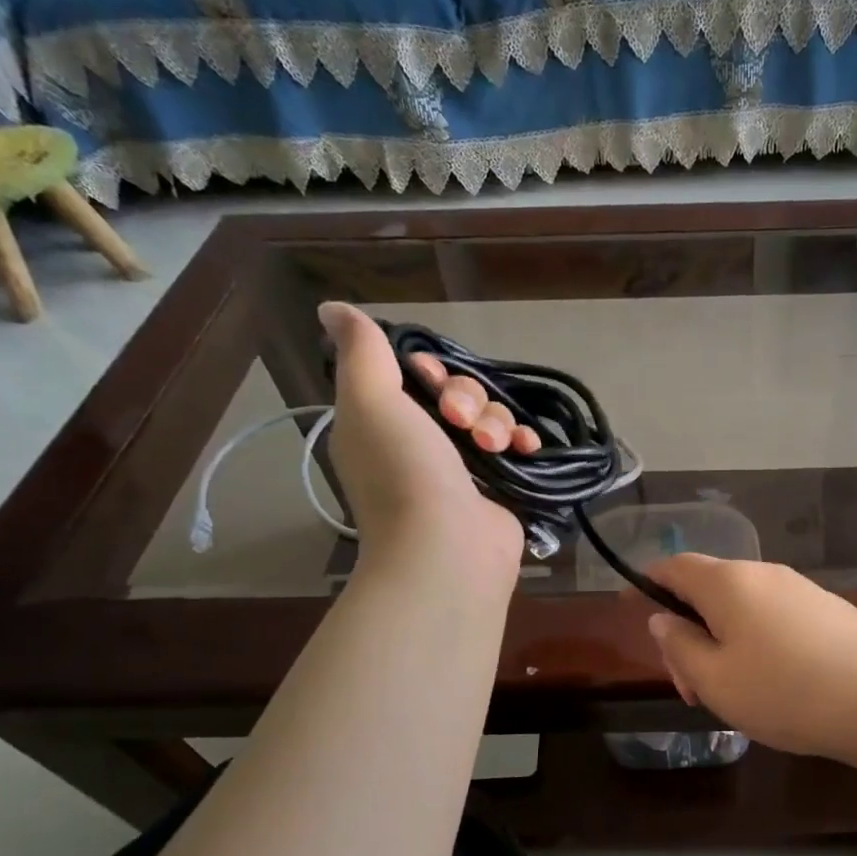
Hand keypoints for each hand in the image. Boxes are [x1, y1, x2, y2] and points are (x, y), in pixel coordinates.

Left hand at [319, 303, 538, 584]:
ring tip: (493, 446)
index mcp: (382, 423)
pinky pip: (515, 447)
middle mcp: (420, 444)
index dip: (428, 368)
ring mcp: (461, 469)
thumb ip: (360, 351)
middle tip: (460, 420)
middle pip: (456, 393)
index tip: (430, 377)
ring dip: (496, 420)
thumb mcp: (370, 400)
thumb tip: (331, 307)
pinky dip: (521, 441)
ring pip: (489, 417)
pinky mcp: (497, 487)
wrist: (447, 548)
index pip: (412, 376)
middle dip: (467, 396)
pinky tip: (525, 447)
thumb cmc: (404, 472)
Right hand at [642, 554, 856, 767]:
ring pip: (742, 608)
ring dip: (721, 643)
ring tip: (729, 693)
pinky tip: (770, 683)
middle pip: (708, 591)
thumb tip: (661, 618)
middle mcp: (764, 574)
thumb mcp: (715, 679)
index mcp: (728, 583)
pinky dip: (755, 642)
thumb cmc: (785, 692)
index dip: (646, 584)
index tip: (629, 607)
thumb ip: (679, 645)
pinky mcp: (828, 610)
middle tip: (689, 688)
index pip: (674, 567)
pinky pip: (774, 618)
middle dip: (687, 633)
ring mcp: (800, 590)